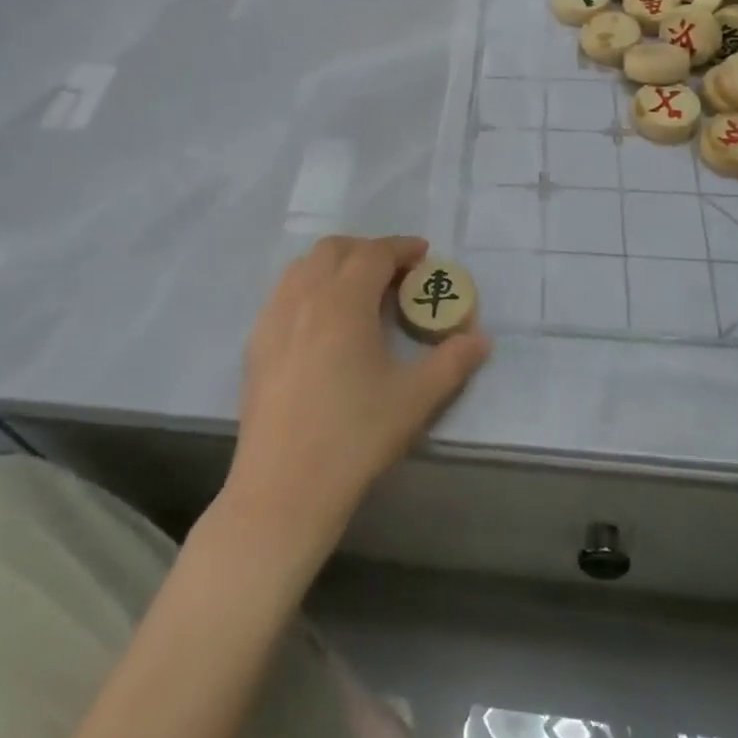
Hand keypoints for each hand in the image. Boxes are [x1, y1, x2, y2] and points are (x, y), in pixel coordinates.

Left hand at [225, 236, 490, 560]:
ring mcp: (273, 318)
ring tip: (357, 291)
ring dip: (334, 264)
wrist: (283, 489)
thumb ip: (452, 362)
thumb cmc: (354, 437)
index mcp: (344, 301)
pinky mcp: (255, 343)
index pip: (374, 254)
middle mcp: (305, 297)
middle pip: (335, 249)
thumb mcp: (415, 400)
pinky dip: (308, 287)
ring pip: (304, 267)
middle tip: (394, 274)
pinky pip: (283, 293)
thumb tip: (481, 338)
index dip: (401, 248)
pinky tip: (320, 322)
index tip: (423, 254)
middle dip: (367, 250)